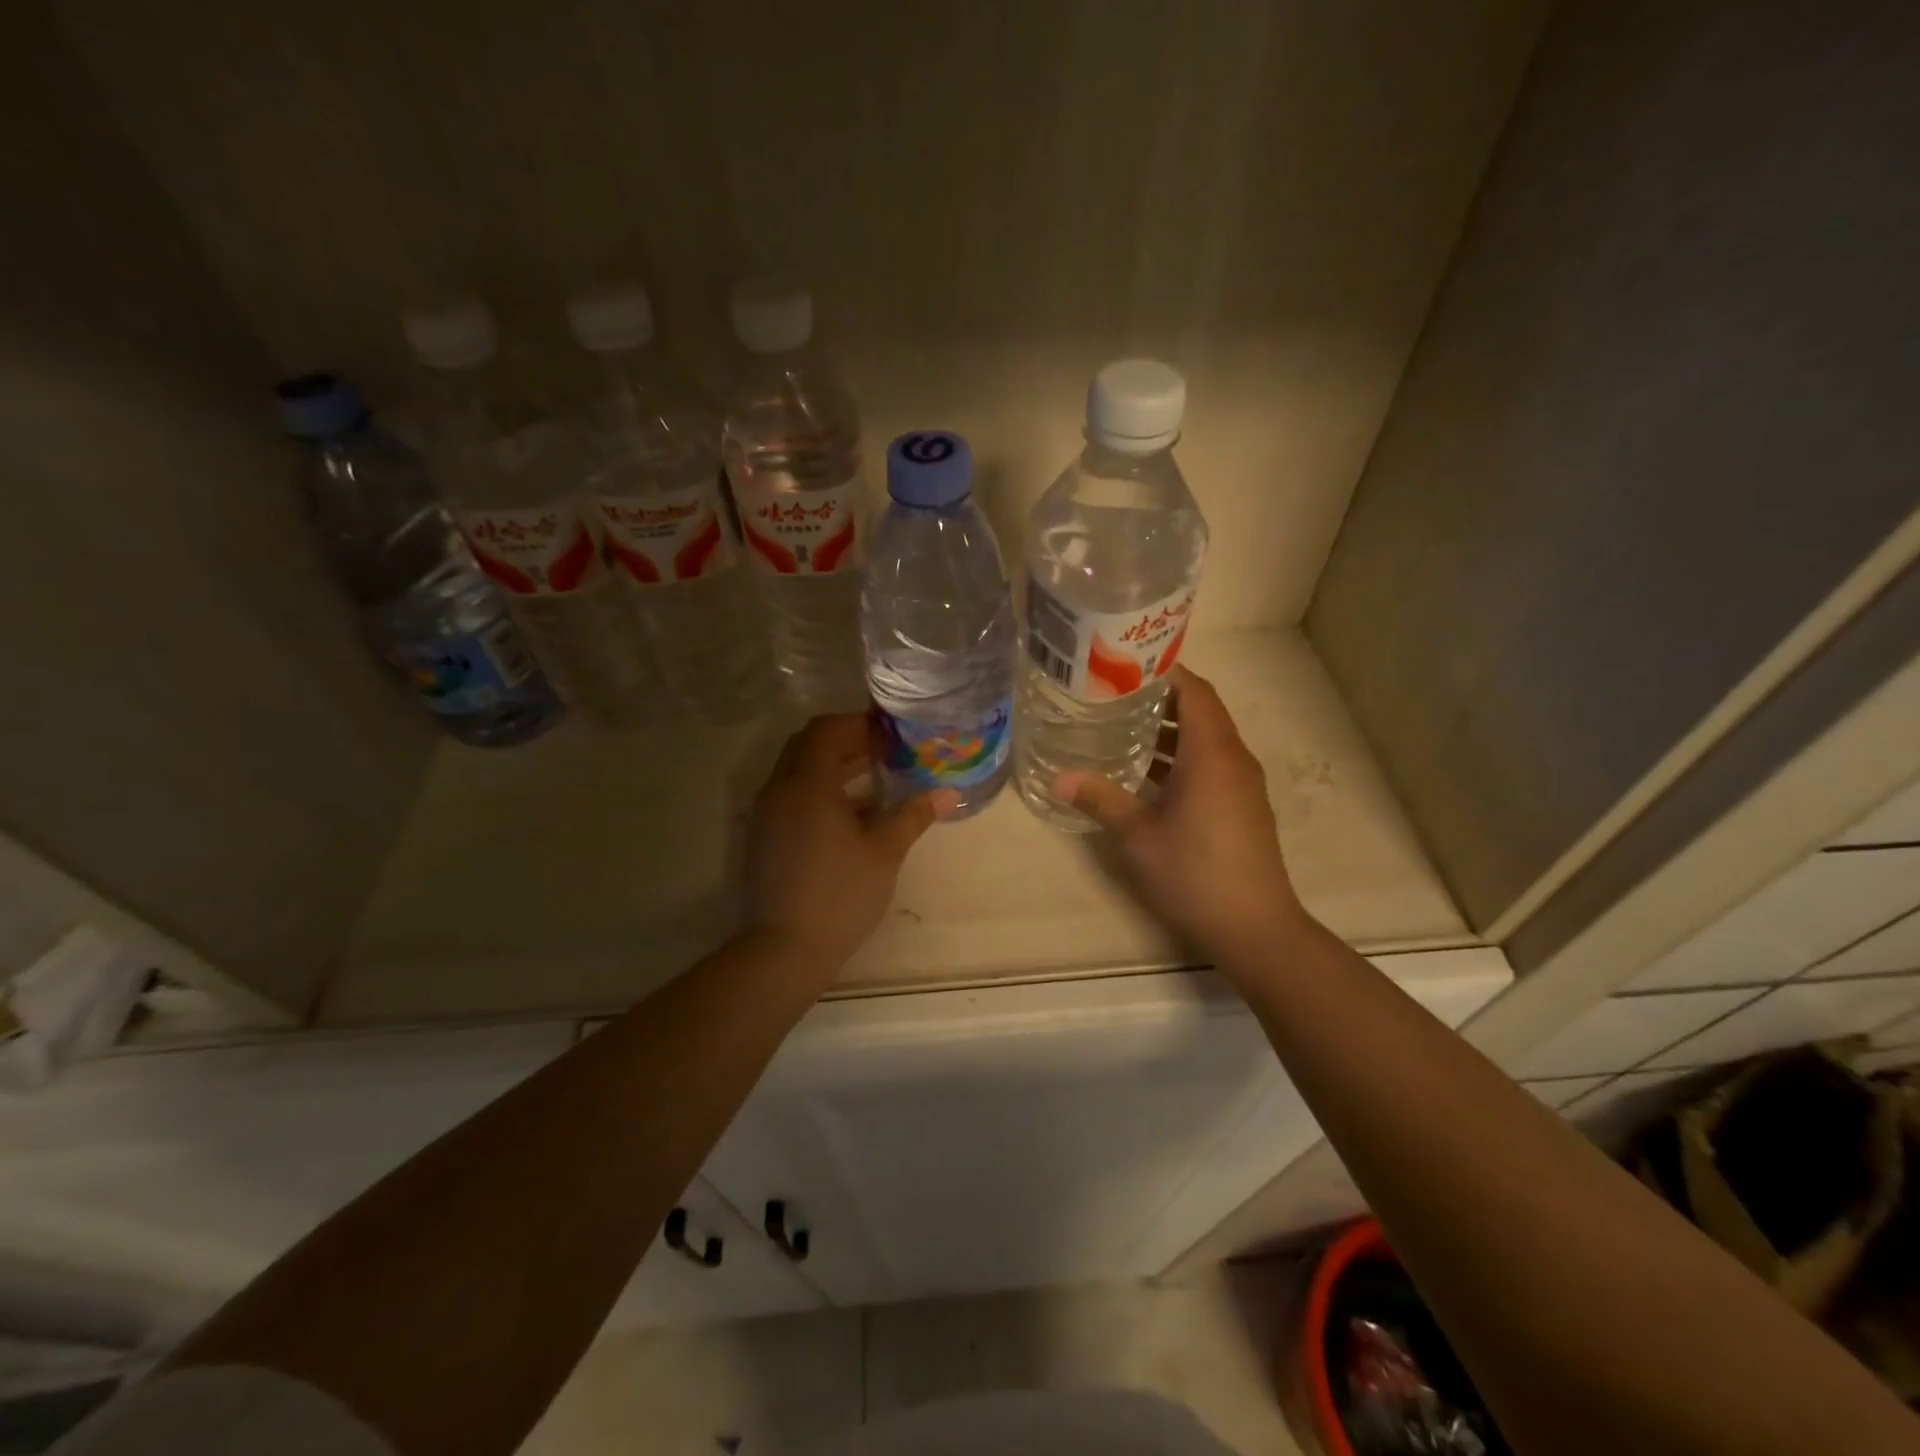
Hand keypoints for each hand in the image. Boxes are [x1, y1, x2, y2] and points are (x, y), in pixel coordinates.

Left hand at [745, 714, 958, 968]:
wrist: (784, 950)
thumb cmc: (840, 895)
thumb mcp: (884, 853)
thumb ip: (913, 816)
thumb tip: (948, 793)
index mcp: (808, 785)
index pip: (826, 730)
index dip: (858, 724)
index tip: (889, 734)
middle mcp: (780, 790)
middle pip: (808, 744)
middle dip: (845, 741)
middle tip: (883, 752)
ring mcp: (766, 815)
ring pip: (797, 771)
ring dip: (832, 767)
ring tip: (874, 780)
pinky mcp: (763, 837)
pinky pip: (790, 796)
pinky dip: (818, 791)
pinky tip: (851, 816)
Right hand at [1057, 666, 1306, 960]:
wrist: (1255, 927)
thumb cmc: (1194, 873)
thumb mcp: (1138, 835)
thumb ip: (1101, 799)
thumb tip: (1059, 779)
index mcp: (1212, 753)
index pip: (1195, 691)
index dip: (1165, 671)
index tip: (1126, 664)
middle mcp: (1234, 759)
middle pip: (1202, 710)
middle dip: (1162, 698)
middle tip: (1115, 693)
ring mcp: (1242, 784)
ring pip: (1207, 739)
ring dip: (1171, 729)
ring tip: (1124, 726)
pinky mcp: (1243, 806)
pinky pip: (1213, 763)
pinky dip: (1183, 756)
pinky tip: (1149, 773)